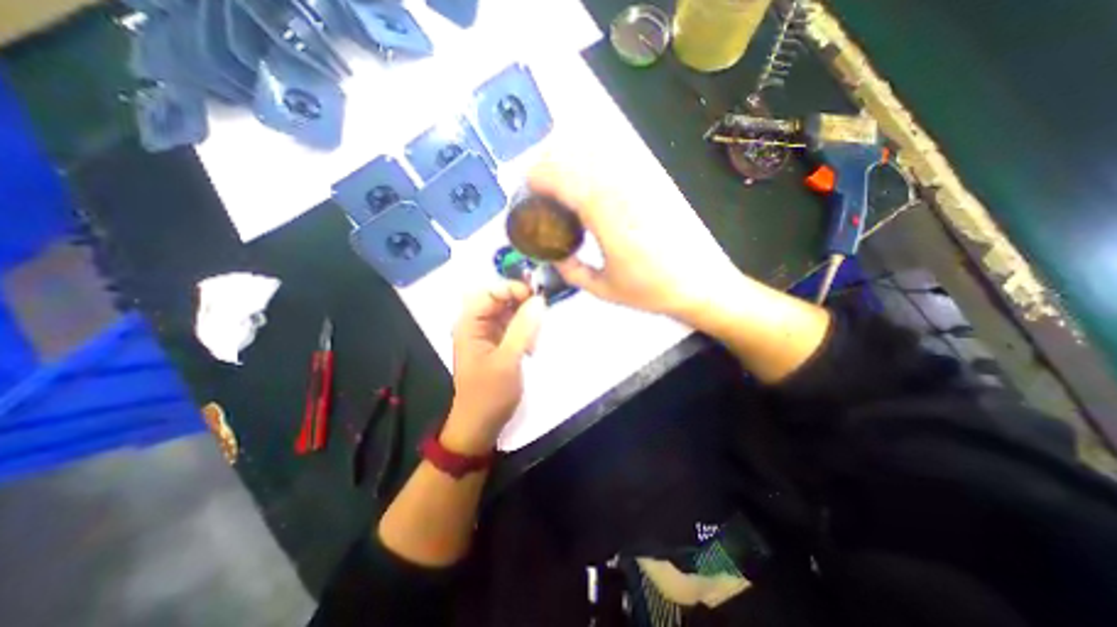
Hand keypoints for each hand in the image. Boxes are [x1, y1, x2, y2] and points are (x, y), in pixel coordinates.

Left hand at [447, 282, 548, 453]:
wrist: (480, 425)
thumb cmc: (489, 394)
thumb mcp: (507, 360)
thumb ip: (523, 329)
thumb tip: (539, 300)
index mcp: (470, 324)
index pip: (490, 292)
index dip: (512, 289)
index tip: (536, 298)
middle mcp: (477, 324)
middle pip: (501, 299)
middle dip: (522, 304)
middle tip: (541, 317)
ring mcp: (488, 334)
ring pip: (510, 312)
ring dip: (526, 320)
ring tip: (535, 339)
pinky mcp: (498, 344)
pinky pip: (514, 327)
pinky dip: (526, 331)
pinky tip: (531, 346)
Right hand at [529, 156, 739, 321]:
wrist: (698, 284)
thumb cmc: (650, 290)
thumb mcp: (603, 289)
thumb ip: (571, 271)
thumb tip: (553, 256)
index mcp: (607, 218)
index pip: (566, 178)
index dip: (540, 175)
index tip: (526, 186)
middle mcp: (622, 191)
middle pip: (577, 155)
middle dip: (550, 162)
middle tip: (539, 186)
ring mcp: (639, 183)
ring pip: (596, 151)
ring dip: (571, 158)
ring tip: (560, 181)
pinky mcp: (652, 183)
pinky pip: (616, 159)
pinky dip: (594, 161)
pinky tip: (588, 180)